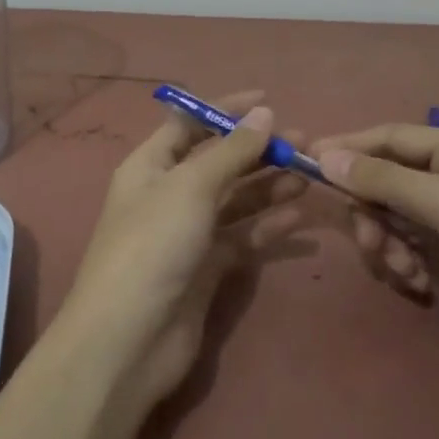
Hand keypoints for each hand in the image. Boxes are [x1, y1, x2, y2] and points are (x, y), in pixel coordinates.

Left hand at [58, 91, 306, 404]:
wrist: (129, 338)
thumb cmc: (152, 245)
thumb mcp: (190, 187)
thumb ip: (230, 151)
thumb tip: (264, 113)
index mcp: (150, 166)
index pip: (189, 125)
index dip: (225, 110)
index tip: (268, 100)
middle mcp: (168, 194)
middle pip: (217, 162)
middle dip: (257, 150)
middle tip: (303, 142)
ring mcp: (187, 233)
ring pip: (234, 199)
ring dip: (268, 184)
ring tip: (309, 172)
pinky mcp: (207, 268)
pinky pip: (242, 236)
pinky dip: (268, 224)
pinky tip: (299, 213)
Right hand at [311, 124, 438, 380]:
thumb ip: (383, 180)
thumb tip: (324, 156)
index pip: (390, 137)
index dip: (348, 148)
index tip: (305, 164)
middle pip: (389, 181)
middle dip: (371, 210)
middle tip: (366, 240)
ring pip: (398, 218)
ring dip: (387, 242)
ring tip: (400, 271)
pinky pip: (414, 248)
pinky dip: (406, 263)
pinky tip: (416, 285)